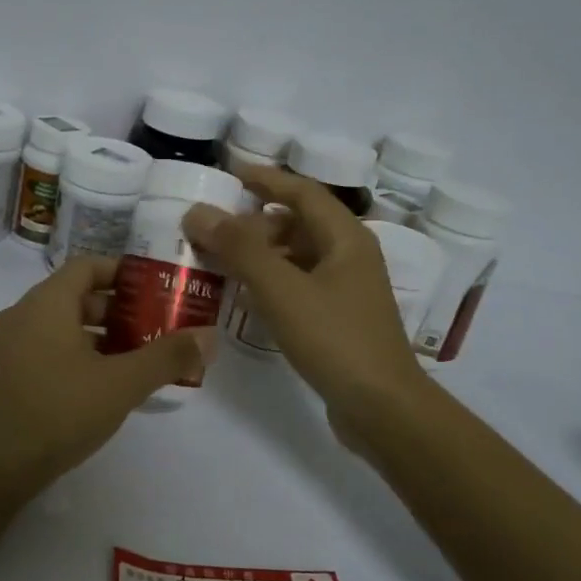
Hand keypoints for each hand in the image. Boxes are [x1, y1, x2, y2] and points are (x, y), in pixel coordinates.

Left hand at [0, 256, 216, 489]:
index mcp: (45, 304)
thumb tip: (210, 336)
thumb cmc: (59, 413)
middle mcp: (19, 316)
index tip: (153, 290)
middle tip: (152, 329)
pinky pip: (39, 351)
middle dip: (115, 311)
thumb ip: (167, 357)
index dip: (122, 273)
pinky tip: (93, 389)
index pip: (87, 266)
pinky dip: (70, 357)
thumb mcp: (122, 384)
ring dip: (94, 337)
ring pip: (56, 328)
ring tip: (130, 361)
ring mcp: (3, 348)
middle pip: (73, 297)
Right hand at [183, 168, 426, 426]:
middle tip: (213, 226)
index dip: (266, 179)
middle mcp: (350, 257)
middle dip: (255, 222)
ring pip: (297, 257)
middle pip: (298, 224)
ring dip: (260, 254)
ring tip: (219, 259)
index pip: (302, 192)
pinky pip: (299, 286)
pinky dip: (270, 283)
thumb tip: (198, 211)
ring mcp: (347, 290)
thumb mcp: (282, 289)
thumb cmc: (335, 339)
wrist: (382, 408)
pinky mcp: (339, 319)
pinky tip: (243, 297)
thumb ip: (240, 248)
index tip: (230, 172)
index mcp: (345, 238)